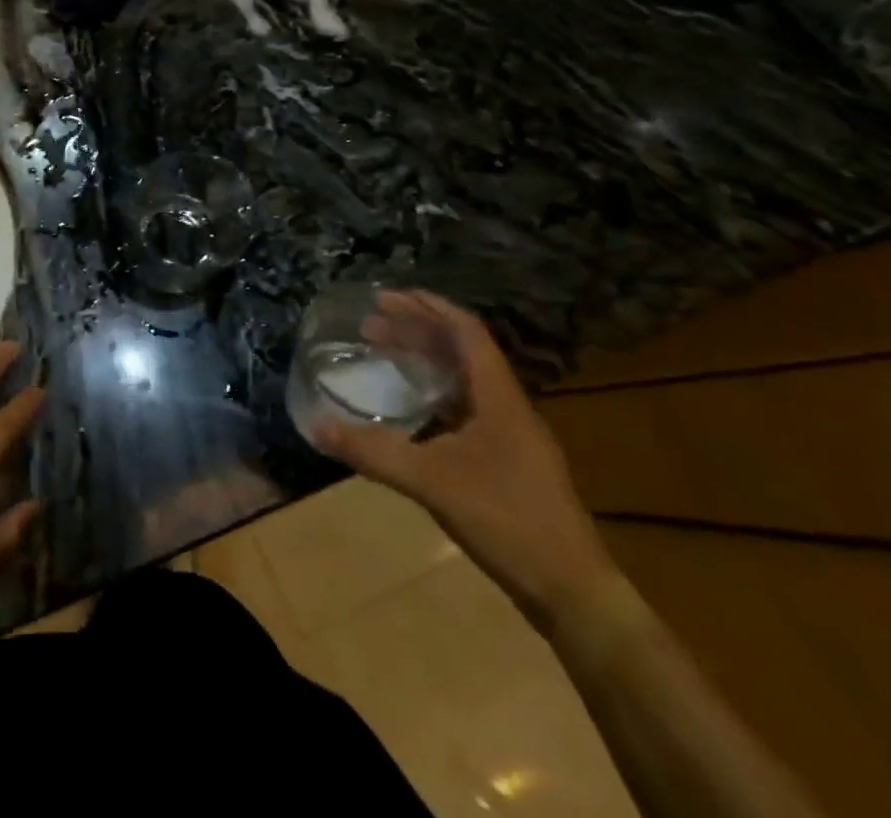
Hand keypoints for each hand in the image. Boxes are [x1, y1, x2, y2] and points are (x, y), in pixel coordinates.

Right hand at [306, 291, 619, 629]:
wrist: (574, 594)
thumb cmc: (508, 523)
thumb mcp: (432, 483)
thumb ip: (373, 452)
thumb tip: (316, 427)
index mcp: (500, 399)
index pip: (466, 332)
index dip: (428, 307)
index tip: (386, 296)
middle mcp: (508, 408)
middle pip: (462, 351)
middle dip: (416, 330)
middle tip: (370, 325)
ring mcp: (511, 436)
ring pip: (464, 379)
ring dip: (425, 360)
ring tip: (384, 354)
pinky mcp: (508, 462)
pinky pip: (465, 407)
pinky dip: (433, 393)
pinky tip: (410, 407)